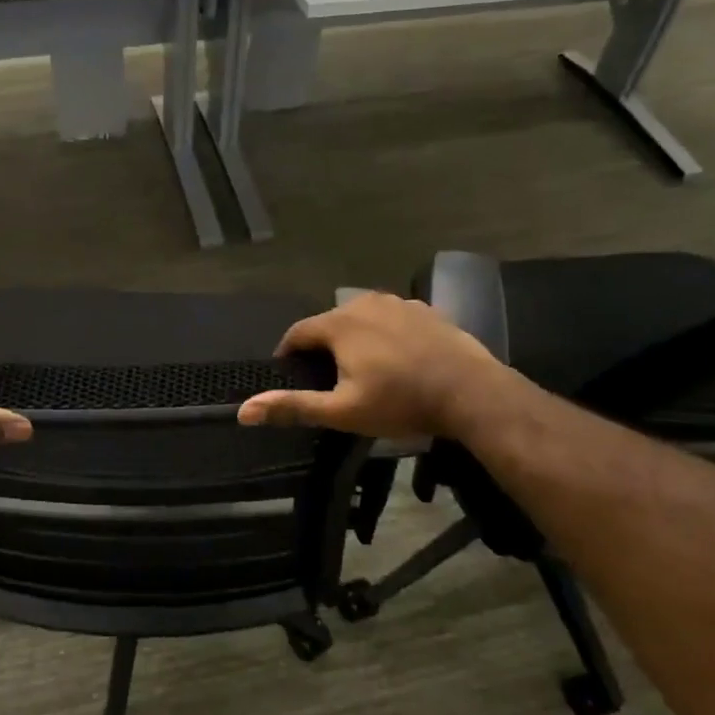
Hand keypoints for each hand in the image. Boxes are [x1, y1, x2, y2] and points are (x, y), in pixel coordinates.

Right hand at [237, 292, 507, 439]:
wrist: (471, 393)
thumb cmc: (401, 402)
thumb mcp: (343, 412)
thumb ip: (293, 406)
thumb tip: (244, 411)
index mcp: (339, 324)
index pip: (298, 332)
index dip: (288, 354)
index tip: (289, 375)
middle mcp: (364, 303)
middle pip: (329, 322)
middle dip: (321, 347)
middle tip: (326, 379)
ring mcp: (398, 303)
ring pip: (361, 318)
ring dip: (353, 338)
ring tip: (360, 368)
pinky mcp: (426, 310)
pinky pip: (391, 318)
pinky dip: (384, 334)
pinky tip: (396, 358)